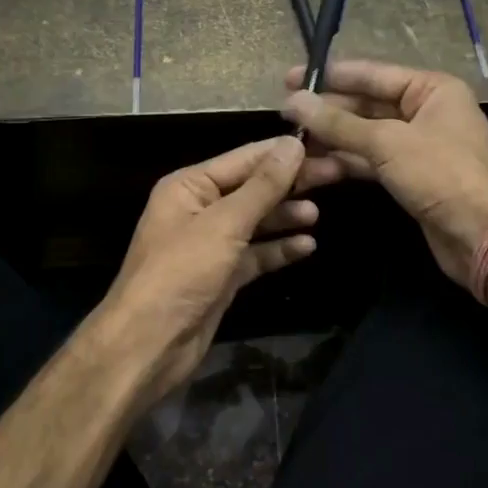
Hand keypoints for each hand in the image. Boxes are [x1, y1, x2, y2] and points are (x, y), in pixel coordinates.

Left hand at [98, 136, 340, 404]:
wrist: (150, 344)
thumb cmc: (181, 272)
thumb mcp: (224, 224)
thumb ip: (262, 186)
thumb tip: (292, 144)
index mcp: (190, 186)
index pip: (245, 158)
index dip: (284, 152)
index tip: (325, 143)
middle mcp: (200, 208)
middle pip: (254, 187)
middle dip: (292, 182)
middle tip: (337, 173)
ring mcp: (211, 243)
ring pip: (257, 221)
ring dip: (286, 215)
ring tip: (317, 214)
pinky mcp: (222, 274)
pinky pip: (256, 253)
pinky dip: (279, 248)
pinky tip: (307, 245)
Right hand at [281, 60, 487, 284]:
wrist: (483, 236)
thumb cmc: (442, 175)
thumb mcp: (387, 143)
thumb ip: (338, 123)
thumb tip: (294, 100)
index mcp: (431, 89)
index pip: (372, 74)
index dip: (330, 76)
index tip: (290, 78)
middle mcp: (425, 111)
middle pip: (366, 105)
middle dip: (327, 112)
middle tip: (284, 114)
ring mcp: (418, 146)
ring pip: (365, 136)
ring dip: (331, 140)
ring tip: (292, 142)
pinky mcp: (410, 177)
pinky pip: (371, 161)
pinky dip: (345, 163)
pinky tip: (314, 166)